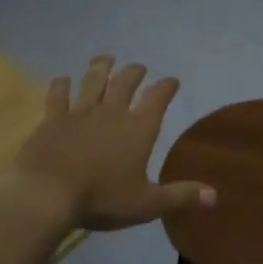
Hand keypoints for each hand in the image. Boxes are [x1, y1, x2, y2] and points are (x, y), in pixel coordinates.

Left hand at [12, 56, 215, 232]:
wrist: (47, 194)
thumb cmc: (102, 198)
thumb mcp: (147, 204)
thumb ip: (180, 196)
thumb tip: (215, 196)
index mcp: (138, 129)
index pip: (158, 99)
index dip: (166, 87)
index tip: (172, 80)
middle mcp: (111, 112)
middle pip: (125, 83)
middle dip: (135, 73)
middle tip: (139, 67)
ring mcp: (79, 113)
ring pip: (93, 81)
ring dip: (101, 68)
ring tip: (106, 59)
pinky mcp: (52, 120)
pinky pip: (57, 96)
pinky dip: (61, 85)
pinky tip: (62, 79)